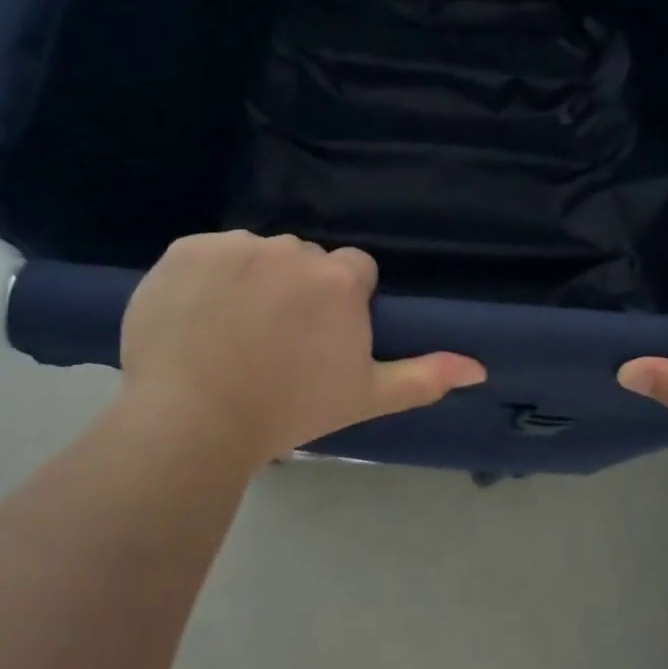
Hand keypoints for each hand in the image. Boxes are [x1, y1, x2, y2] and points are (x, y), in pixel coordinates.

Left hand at [118, 232, 486, 468]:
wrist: (192, 422)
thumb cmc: (288, 410)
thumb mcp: (364, 396)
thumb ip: (424, 376)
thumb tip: (480, 368)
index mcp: (339, 279)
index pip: (352, 270)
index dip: (340, 303)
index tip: (320, 337)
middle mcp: (293, 249)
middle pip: (304, 259)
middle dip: (296, 288)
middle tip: (274, 339)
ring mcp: (236, 246)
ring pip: (255, 254)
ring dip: (250, 279)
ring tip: (229, 331)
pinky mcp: (186, 250)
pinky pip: (206, 254)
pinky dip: (204, 278)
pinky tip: (195, 317)